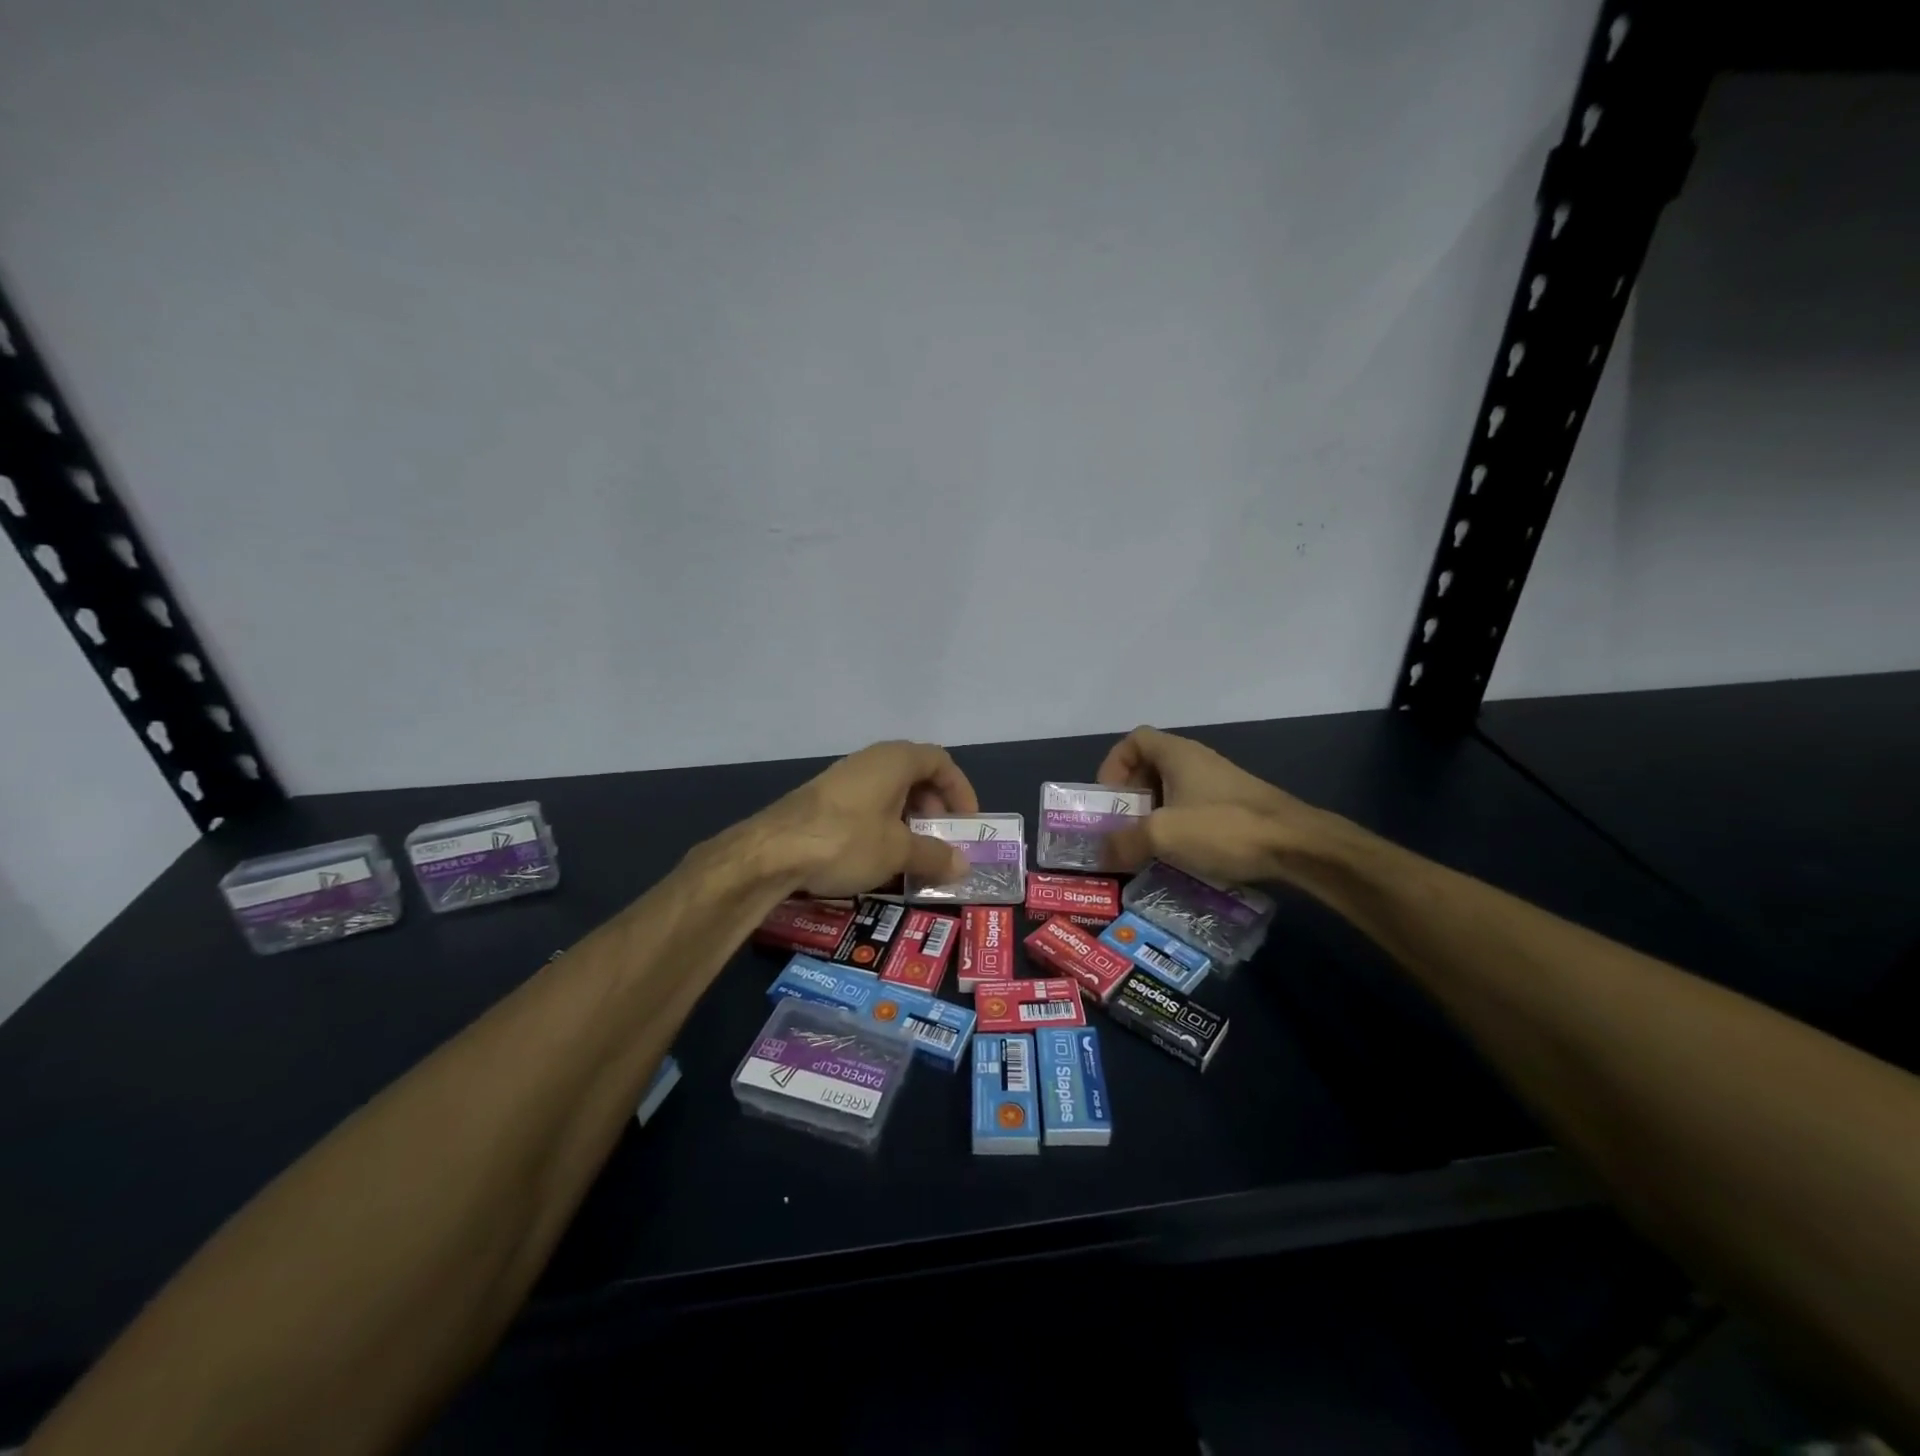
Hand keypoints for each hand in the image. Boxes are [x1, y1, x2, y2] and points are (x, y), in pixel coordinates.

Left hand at [756, 741, 978, 898]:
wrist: (772, 851)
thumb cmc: (848, 840)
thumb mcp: (898, 852)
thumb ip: (934, 855)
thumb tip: (963, 865)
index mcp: (895, 760)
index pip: (940, 762)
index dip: (960, 789)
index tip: (966, 822)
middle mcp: (870, 760)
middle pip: (915, 775)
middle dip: (934, 807)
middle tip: (940, 839)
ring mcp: (843, 778)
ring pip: (889, 792)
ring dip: (907, 819)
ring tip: (912, 853)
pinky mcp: (822, 800)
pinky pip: (866, 805)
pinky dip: (882, 825)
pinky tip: (877, 857)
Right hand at [1095, 725, 1321, 883]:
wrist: (1297, 845)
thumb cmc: (1224, 827)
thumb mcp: (1163, 834)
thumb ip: (1124, 842)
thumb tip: (1100, 854)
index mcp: (1177, 754)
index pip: (1134, 740)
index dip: (1114, 764)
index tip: (1110, 797)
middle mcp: (1197, 761)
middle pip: (1150, 767)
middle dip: (1131, 797)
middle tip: (1122, 827)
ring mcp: (1219, 784)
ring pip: (1172, 791)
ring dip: (1153, 815)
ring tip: (1146, 846)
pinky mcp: (1236, 807)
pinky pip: (1193, 809)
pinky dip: (1178, 826)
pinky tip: (1179, 855)